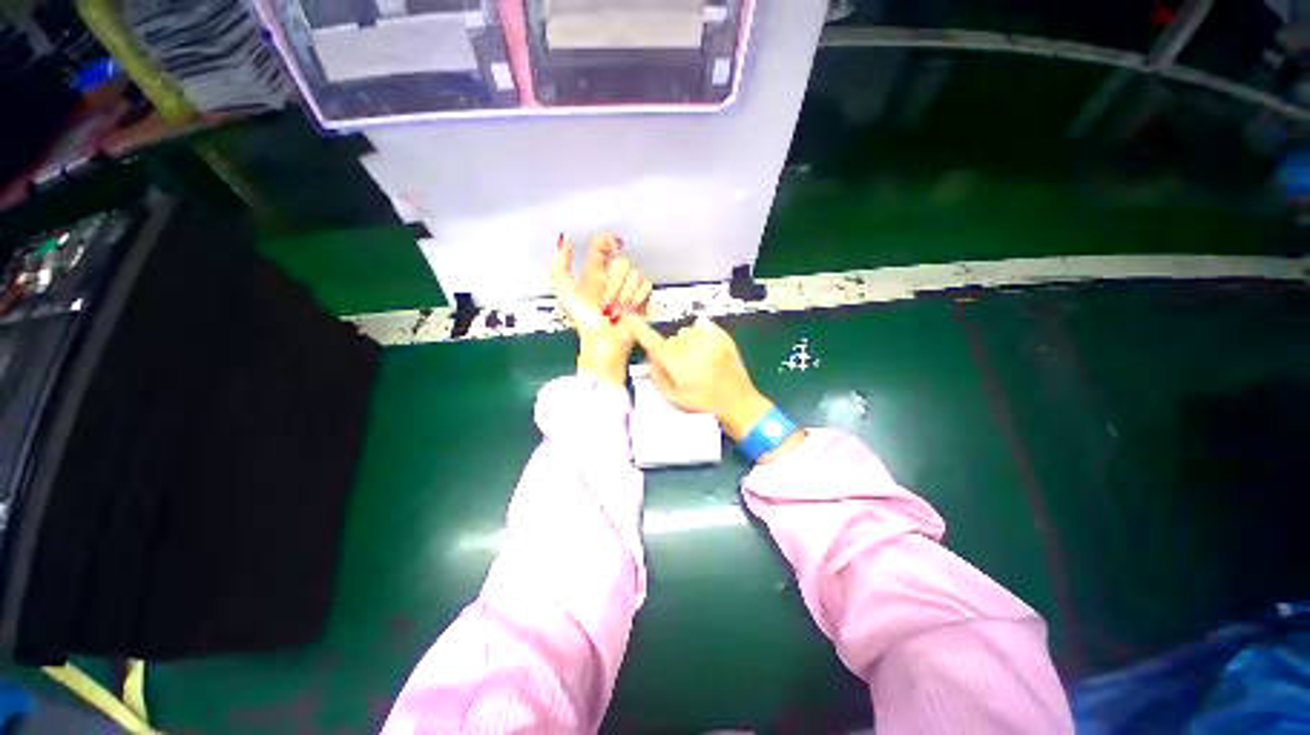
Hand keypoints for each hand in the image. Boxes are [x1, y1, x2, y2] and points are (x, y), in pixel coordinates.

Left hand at [552, 234, 652, 385]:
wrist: (604, 342)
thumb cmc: (584, 322)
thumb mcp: (565, 293)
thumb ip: (560, 266)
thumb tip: (564, 240)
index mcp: (593, 274)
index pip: (602, 246)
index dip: (607, 242)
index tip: (611, 247)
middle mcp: (611, 279)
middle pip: (622, 262)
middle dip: (615, 285)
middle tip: (606, 303)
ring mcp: (627, 288)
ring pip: (635, 274)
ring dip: (625, 295)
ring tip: (617, 310)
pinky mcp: (641, 298)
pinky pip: (646, 286)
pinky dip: (637, 299)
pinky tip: (629, 309)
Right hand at [623, 314, 774, 441]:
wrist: (738, 403)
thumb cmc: (702, 405)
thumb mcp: (672, 398)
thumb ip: (656, 375)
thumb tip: (651, 355)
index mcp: (677, 363)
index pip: (652, 341)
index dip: (638, 329)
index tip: (629, 318)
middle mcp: (692, 347)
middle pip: (671, 339)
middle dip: (671, 350)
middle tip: (683, 368)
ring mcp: (709, 340)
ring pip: (686, 332)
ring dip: (686, 342)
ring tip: (697, 360)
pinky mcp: (723, 336)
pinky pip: (703, 326)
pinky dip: (701, 336)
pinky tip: (706, 351)